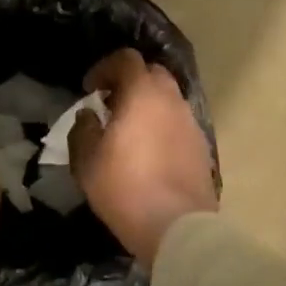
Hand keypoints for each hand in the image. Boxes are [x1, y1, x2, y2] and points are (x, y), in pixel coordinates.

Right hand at [70, 49, 216, 263]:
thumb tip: (90, 115)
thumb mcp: (87, 161)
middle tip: (111, 105)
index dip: (104, 68)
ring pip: (168, 99)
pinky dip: (162, 125)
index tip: (90, 89)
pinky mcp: (202, 146)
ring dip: (148, 105)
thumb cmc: (125, 188)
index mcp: (142, 94)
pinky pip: (178, 123)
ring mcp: (190, 123)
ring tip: (130, 130)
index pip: (126, 59)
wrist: (177, 226)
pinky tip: (150, 151)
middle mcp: (171, 100)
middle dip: (129, 82)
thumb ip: (83, 129)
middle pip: (152, 74)